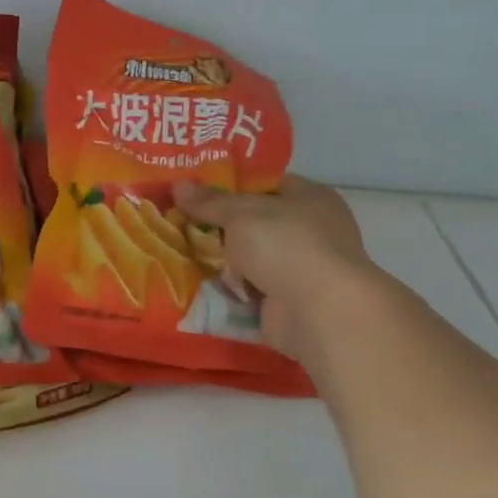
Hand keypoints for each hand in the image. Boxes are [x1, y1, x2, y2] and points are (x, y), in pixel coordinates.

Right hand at [172, 175, 377, 362]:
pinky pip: (247, 291)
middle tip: (178, 222)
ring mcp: (299, 270)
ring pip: (248, 259)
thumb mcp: (241, 214)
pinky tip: (194, 284)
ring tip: (177, 252)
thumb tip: (178, 185)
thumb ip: (210, 201)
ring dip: (219, 261)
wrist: (320, 313)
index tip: (194, 190)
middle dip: (217, 226)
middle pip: (253, 223)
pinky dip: (226, 291)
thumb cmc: (287, 246)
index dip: (230, 186)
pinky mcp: (286, 303)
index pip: (265, 184)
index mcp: (309, 198)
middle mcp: (309, 232)